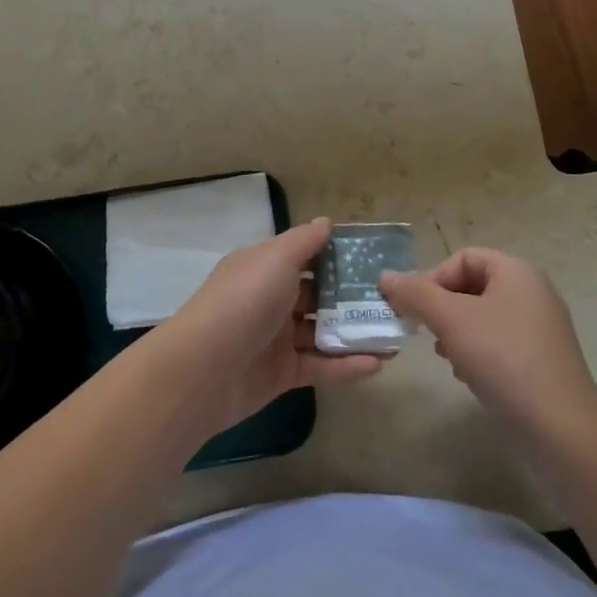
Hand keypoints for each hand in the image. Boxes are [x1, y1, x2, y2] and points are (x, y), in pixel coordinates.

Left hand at [148, 219, 384, 433]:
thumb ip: (305, 241)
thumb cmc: (244, 301)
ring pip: (322, 332)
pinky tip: (378, 364)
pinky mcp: (282, 374)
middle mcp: (270, 299)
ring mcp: (276, 338)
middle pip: (317, 295)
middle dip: (351, 297)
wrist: (203, 370)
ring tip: (394, 333)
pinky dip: (347, 365)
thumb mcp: (276, 259)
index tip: (373, 258)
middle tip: (393, 298)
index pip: (305, 256)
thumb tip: (326, 222)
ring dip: (354, 332)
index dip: (336, 255)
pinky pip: (320, 366)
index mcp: (264, 267)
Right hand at [380, 248, 596, 437]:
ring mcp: (540, 328)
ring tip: (445, 357)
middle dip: (443, 308)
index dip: (434, 278)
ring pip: (483, 317)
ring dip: (456, 333)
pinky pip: (500, 343)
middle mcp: (533, 292)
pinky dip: (478, 353)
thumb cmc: (503, 359)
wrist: (559, 427)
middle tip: (426, 334)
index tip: (415, 310)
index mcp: (517, 272)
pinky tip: (467, 376)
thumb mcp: (452, 320)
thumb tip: (386, 276)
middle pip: (473, 286)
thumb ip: (416, 295)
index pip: (464, 258)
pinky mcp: (542, 360)